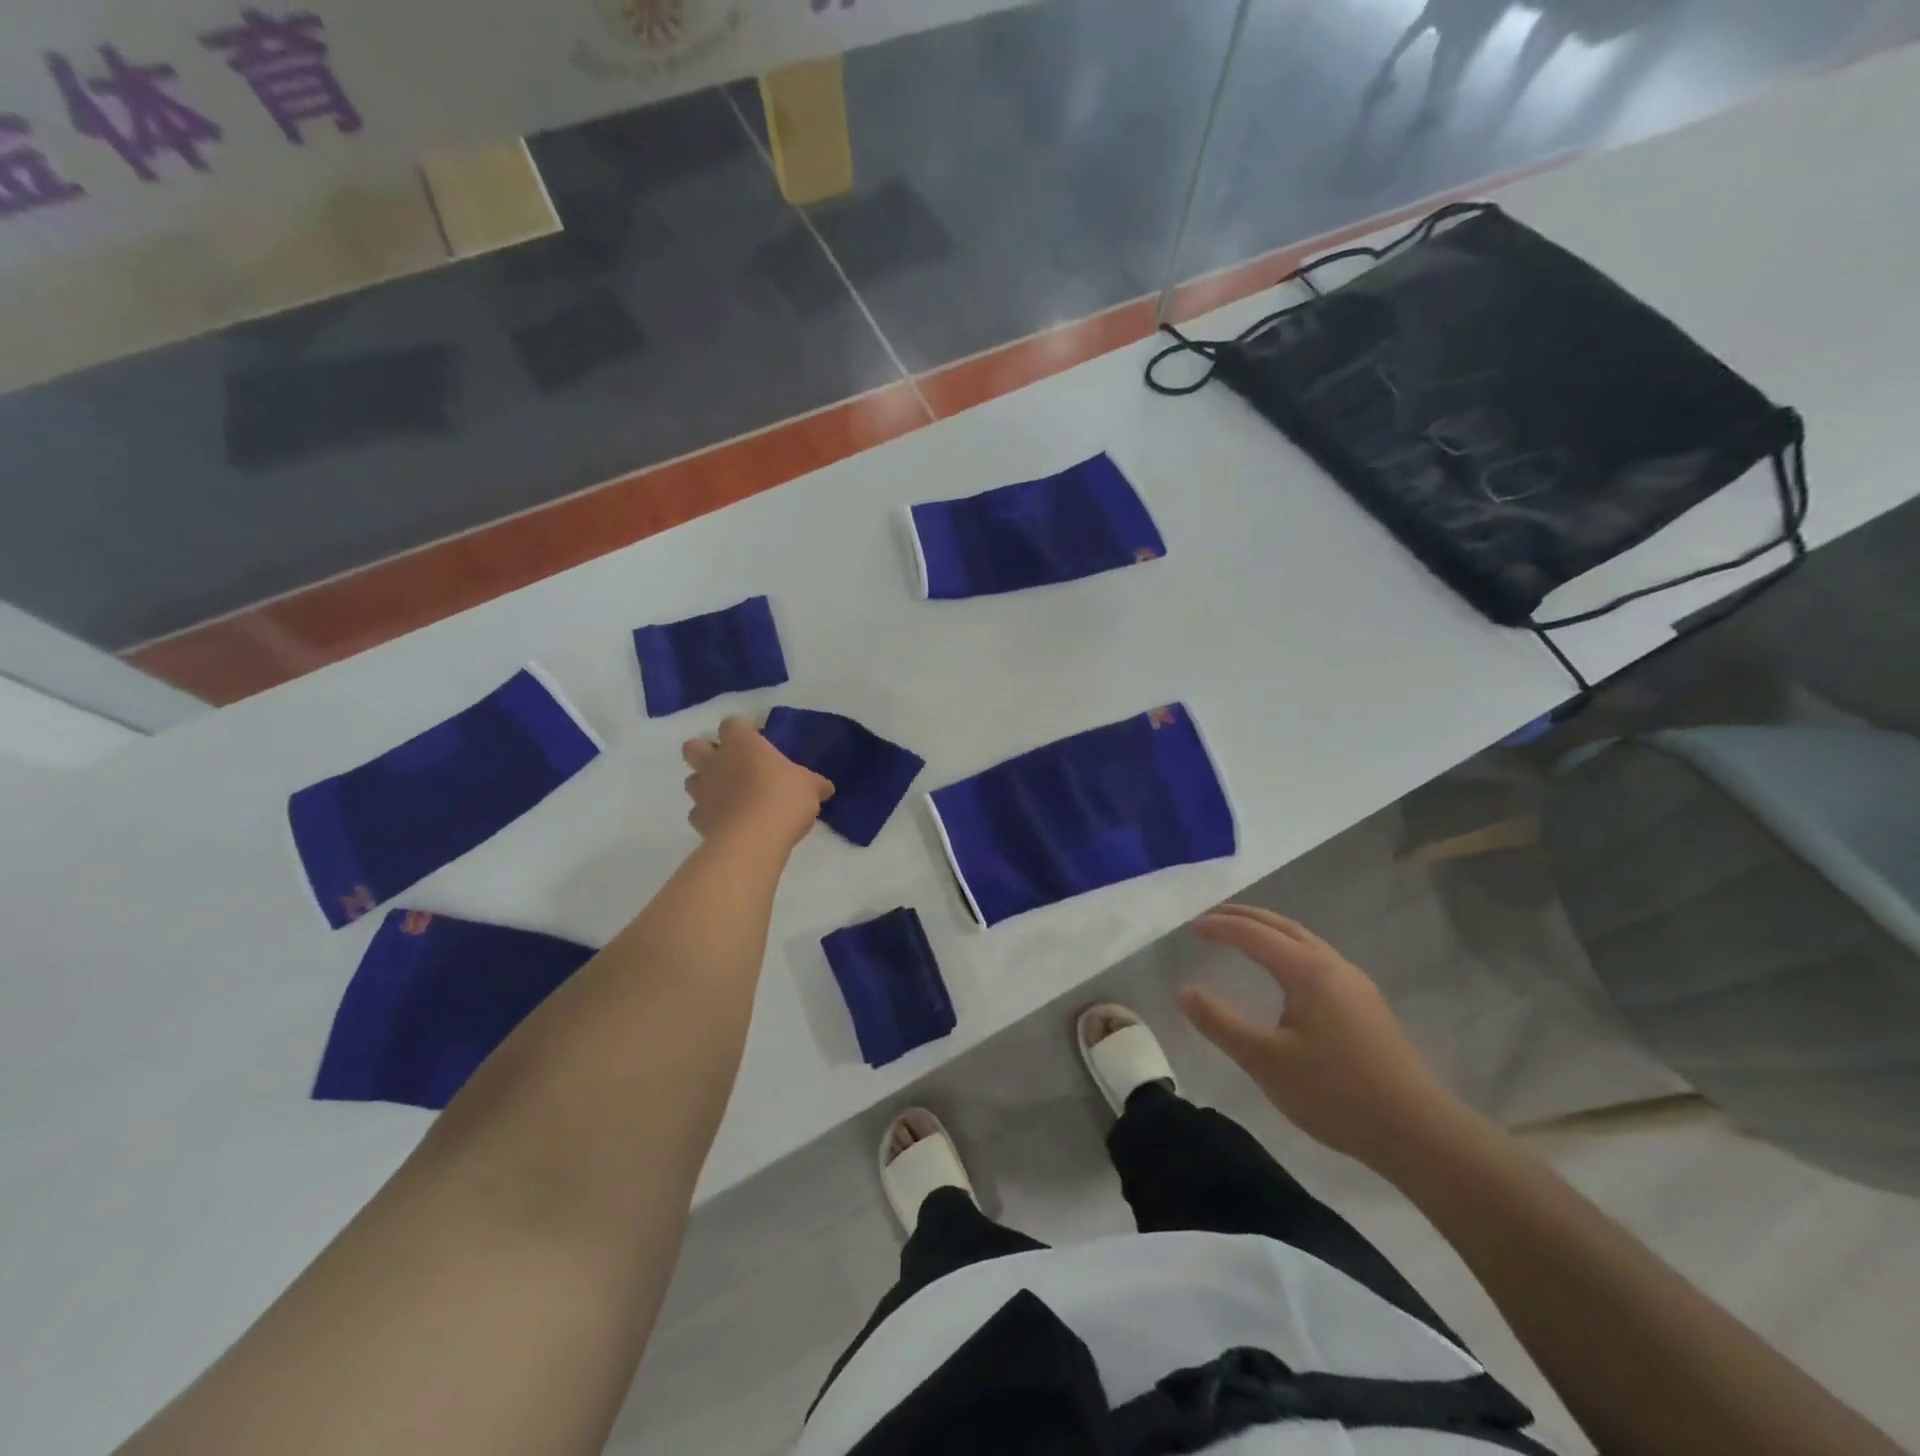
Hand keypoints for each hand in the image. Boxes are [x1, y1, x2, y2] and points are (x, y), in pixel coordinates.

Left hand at [681, 716, 832, 849]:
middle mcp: (716, 762)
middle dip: (706, 752)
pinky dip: (709, 815)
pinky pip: (698, 812)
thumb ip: (813, 784)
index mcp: (743, 744)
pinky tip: (726, 823)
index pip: (732, 724)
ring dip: (705, 784)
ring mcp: (703, 791)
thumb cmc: (784, 798)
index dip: (741, 732)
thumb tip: (825, 787)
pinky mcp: (698, 820)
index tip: (756, 743)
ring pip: (691, 779)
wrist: (754, 838)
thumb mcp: (810, 787)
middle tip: (730, 765)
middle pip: (694, 746)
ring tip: (728, 796)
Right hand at [1180, 905, 1474, 1171]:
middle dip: (1245, 916)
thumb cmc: (1335, 1093)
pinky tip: (1284, 972)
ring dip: (1269, 930)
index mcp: (1307, 971)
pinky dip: (1288, 948)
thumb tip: (1183, 991)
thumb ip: (1220, 1023)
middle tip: (1211, 918)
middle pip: (1282, 926)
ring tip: (1242, 935)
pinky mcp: (1366, 1004)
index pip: (1254, 934)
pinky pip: (1317, 958)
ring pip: (1304, 940)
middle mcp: (1332, 965)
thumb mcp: (1265, 1061)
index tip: (1191, 927)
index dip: (1220, 927)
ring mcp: (1355, 983)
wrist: (1418, 1132)